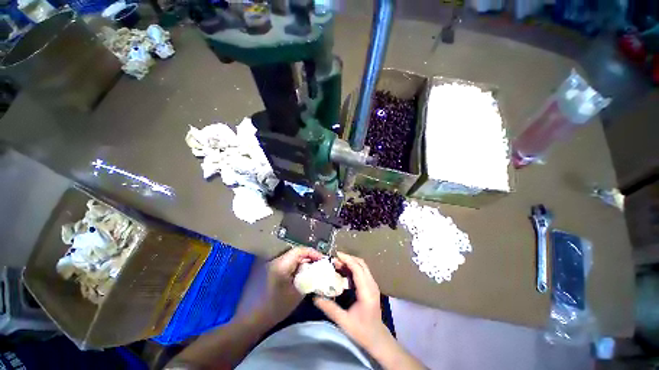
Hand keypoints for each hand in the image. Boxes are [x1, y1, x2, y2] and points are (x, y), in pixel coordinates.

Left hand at [262, 247, 323, 322]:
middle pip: (296, 253)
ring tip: (312, 269)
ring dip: (302, 262)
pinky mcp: (269, 270)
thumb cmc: (275, 308)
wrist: (251, 319)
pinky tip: (300, 275)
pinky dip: (295, 267)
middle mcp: (276, 261)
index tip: (323, 259)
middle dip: (309, 257)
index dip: (313, 253)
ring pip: (291, 258)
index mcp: (281, 264)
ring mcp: (271, 265)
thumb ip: (308, 280)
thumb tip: (317, 272)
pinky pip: (286, 264)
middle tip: (319, 264)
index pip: (300, 250)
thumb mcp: (296, 294)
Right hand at [313, 252, 391, 351]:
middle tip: (334, 259)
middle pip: (361, 264)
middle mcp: (372, 285)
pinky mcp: (371, 286)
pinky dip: (353, 268)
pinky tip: (343, 272)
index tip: (335, 255)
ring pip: (362, 266)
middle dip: (347, 259)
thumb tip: (315, 297)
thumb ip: (329, 308)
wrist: (377, 338)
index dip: (347, 260)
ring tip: (337, 264)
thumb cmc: (362, 331)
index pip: (358, 269)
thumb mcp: (344, 322)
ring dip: (350, 262)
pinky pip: (362, 271)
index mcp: (367, 292)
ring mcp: (373, 285)